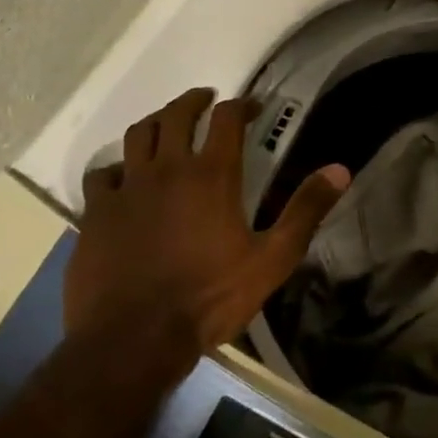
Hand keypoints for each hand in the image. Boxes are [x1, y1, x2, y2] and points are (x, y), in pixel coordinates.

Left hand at [65, 88, 348, 381]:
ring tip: (165, 124)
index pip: (226, 119)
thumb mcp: (271, 259)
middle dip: (194, 101)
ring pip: (137, 135)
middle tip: (205, 99)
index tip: (251, 107)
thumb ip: (305, 211)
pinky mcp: (96, 212)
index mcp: (211, 175)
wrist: (134, 338)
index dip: (240, 105)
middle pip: (177, 115)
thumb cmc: (209, 298)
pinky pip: (102, 174)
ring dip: (155, 122)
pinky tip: (122, 177)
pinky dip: (116, 167)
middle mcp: (167, 169)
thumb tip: (340, 169)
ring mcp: (127, 188)